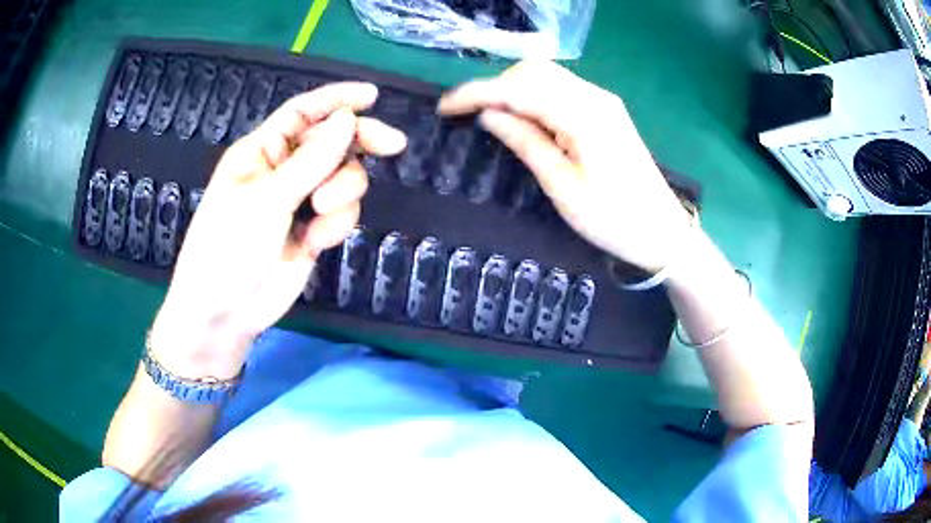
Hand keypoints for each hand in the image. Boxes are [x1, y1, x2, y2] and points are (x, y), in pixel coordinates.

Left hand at [150, 83, 405, 378]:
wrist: (224, 313)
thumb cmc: (227, 248)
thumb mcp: (265, 199)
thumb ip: (310, 161)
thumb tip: (348, 120)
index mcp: (261, 151)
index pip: (302, 112)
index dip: (336, 99)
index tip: (372, 96)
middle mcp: (283, 170)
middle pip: (332, 141)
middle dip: (359, 142)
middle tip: (392, 145)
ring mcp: (299, 201)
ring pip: (343, 178)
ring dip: (342, 192)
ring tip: (320, 213)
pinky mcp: (312, 230)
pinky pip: (341, 213)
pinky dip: (336, 223)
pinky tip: (316, 242)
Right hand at [439, 61, 691, 272]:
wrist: (663, 232)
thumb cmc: (614, 220)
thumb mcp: (563, 188)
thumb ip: (526, 143)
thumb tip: (490, 115)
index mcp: (583, 115)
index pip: (518, 88)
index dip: (477, 93)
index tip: (445, 108)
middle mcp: (594, 97)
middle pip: (532, 71)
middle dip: (493, 87)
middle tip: (468, 116)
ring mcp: (602, 101)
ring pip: (546, 77)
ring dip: (512, 89)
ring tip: (489, 117)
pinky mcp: (605, 111)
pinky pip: (560, 90)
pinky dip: (533, 96)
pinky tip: (523, 117)